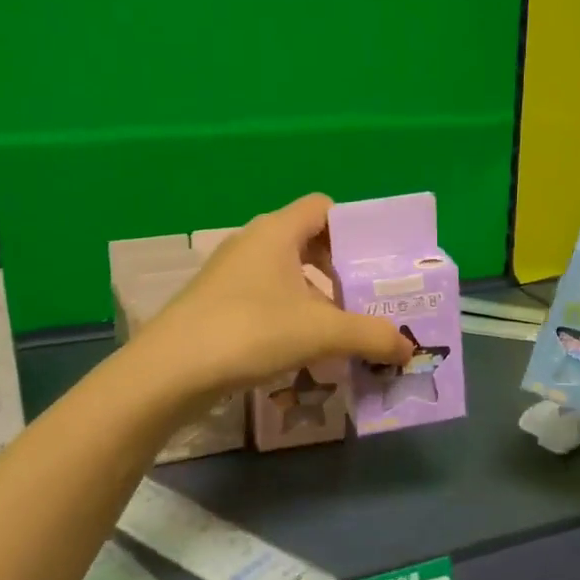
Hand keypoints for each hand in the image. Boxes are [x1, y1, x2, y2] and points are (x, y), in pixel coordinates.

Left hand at [143, 194, 413, 395]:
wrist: (170, 372)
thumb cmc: (250, 331)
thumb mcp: (321, 332)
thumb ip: (371, 336)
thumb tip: (409, 348)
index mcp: (276, 231)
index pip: (323, 208)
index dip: (353, 228)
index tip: (376, 262)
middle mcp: (252, 243)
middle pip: (308, 243)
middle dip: (341, 271)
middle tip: (369, 300)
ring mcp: (230, 275)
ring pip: (287, 275)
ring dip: (317, 298)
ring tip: (344, 330)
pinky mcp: (217, 305)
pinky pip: (267, 299)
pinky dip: (291, 316)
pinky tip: (305, 349)